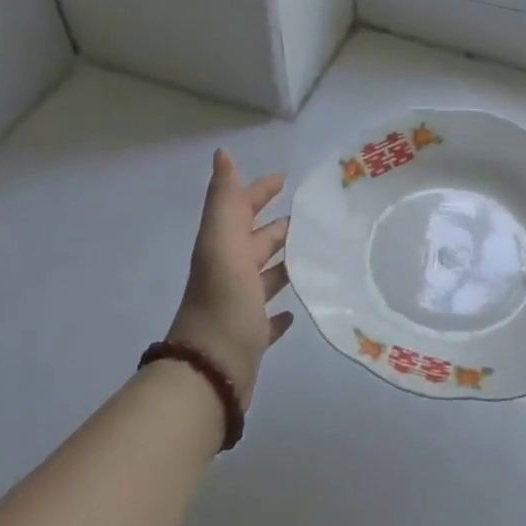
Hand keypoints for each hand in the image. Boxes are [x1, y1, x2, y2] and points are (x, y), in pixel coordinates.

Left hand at [167, 149, 293, 406]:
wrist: (210, 372)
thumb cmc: (222, 302)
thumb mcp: (222, 244)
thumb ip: (224, 200)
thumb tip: (222, 153)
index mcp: (222, 249)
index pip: (241, 209)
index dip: (259, 191)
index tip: (285, 179)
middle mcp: (229, 274)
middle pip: (255, 242)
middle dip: (277, 227)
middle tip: (312, 217)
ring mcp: (239, 307)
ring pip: (264, 278)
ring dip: (283, 264)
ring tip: (315, 255)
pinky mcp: (250, 338)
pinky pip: (267, 320)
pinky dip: (279, 312)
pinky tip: (295, 311)